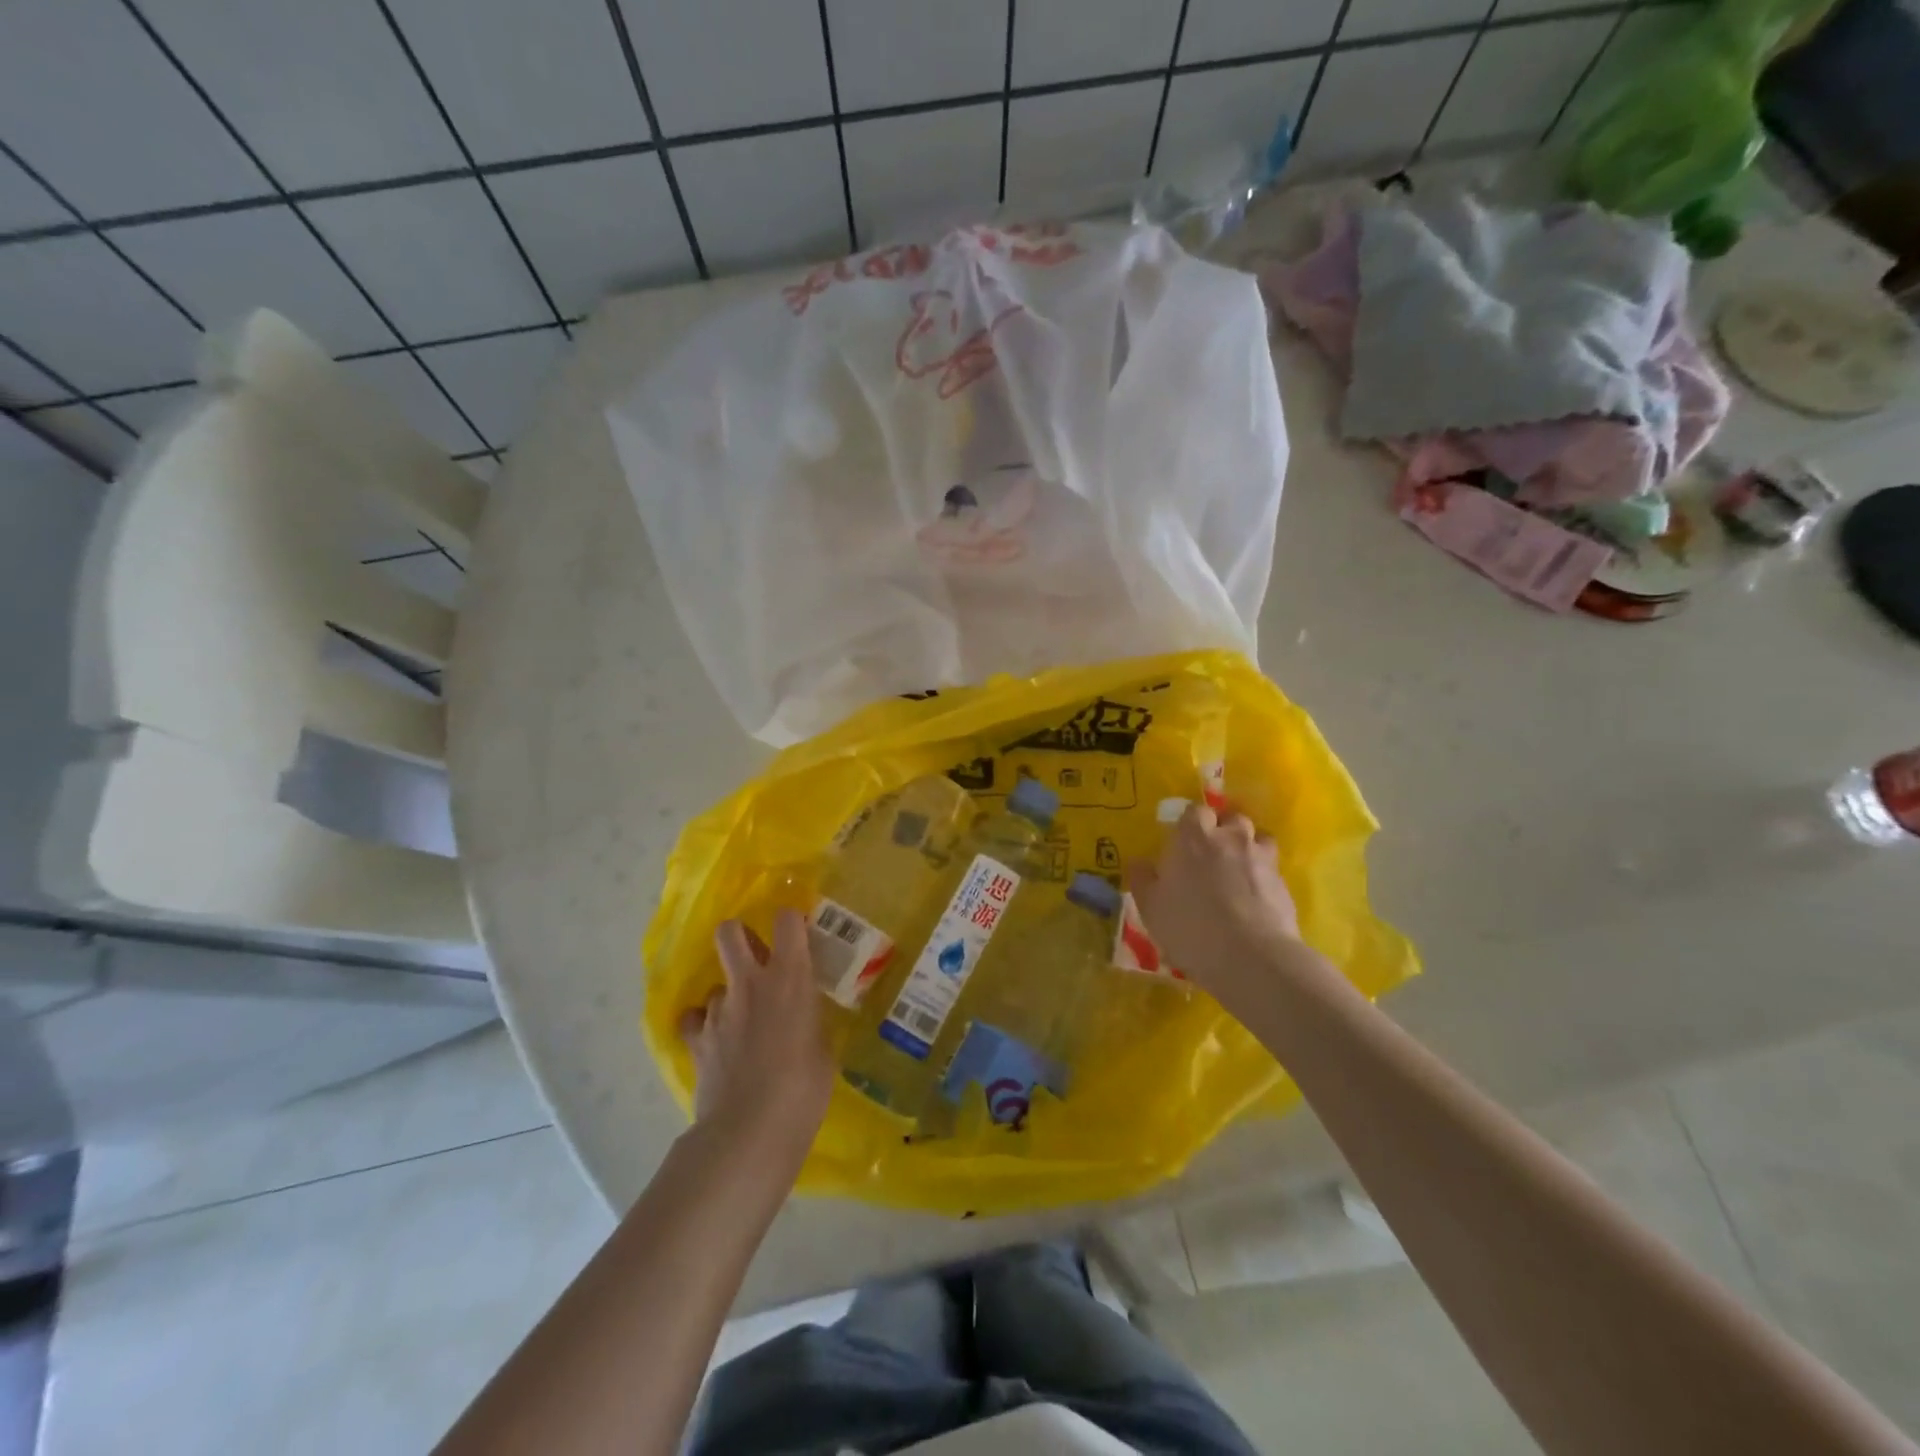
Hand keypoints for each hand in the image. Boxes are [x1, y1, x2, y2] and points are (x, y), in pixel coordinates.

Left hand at [680, 910, 833, 1163]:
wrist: (751, 1128)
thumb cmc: (805, 1086)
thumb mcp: (823, 1045)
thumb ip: (810, 1017)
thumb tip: (803, 1013)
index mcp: (789, 976)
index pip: (787, 920)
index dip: (790, 920)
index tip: (796, 932)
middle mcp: (750, 982)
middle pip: (730, 932)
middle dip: (739, 935)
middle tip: (754, 956)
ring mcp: (718, 1010)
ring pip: (716, 984)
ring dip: (729, 996)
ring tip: (740, 1022)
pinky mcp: (696, 1040)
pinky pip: (695, 1020)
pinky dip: (703, 1026)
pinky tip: (715, 1042)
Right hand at [1130, 802, 1324, 1009]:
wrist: (1251, 957)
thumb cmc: (1190, 926)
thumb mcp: (1150, 907)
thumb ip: (1142, 879)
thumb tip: (1139, 862)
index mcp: (1193, 837)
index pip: (1195, 811)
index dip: (1191, 823)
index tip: (1183, 841)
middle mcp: (1230, 838)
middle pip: (1231, 818)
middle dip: (1223, 829)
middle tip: (1211, 853)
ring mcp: (1262, 859)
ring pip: (1258, 838)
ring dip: (1248, 847)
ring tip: (1238, 870)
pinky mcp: (1284, 883)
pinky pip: (1272, 868)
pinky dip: (1263, 875)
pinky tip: (1253, 897)